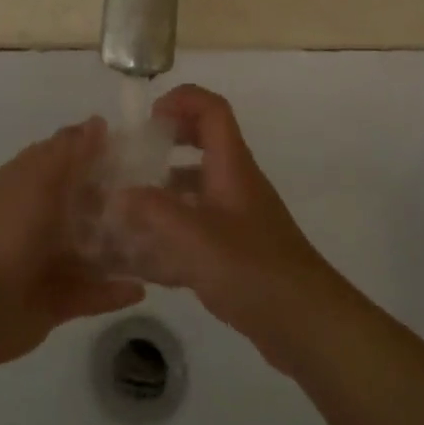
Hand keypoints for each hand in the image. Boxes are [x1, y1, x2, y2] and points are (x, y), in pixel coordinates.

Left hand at [0, 117, 144, 368]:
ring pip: (91, 250)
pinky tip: (142, 288)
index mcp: (27, 183)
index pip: (66, 158)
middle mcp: (37, 218)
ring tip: (160, 242)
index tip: (138, 149)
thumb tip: (98, 121)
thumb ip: (71, 152)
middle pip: (83, 204)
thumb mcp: (39, 179)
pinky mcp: (55, 300)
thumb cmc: (6, 230)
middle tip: (160, 196)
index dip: (97, 150)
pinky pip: (91, 293)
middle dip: (117, 200)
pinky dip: (113, 291)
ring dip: (120, 247)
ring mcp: (45, 260)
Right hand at [110, 85, 352, 367]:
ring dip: (162, 193)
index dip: (181, 100)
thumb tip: (117, 194)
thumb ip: (151, 210)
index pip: (212, 110)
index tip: (148, 118)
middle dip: (165, 145)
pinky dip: (169, 235)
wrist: (306, 324)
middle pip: (202, 144)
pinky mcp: (234, 252)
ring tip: (123, 210)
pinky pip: (195, 230)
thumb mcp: (194, 236)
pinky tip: (139, 260)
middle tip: (131, 159)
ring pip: (195, 190)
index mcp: (232, 166)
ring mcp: (236, 219)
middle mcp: (235, 184)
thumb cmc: (252, 268)